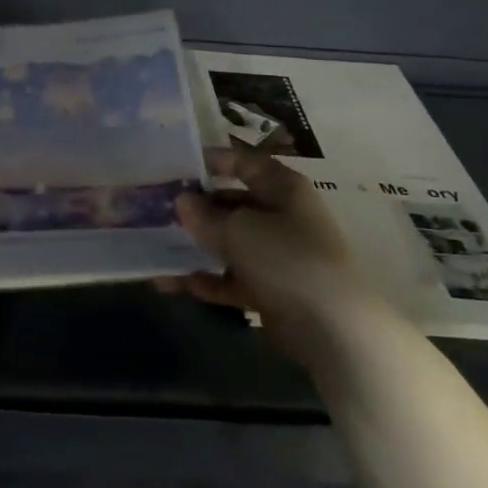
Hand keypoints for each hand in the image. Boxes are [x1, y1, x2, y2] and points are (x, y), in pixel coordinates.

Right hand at [168, 147, 374, 366]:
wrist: (331, 326)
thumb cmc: (285, 258)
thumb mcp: (237, 229)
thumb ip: (204, 215)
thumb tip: (182, 201)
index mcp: (282, 189)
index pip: (244, 163)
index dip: (212, 161)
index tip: (175, 166)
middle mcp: (282, 216)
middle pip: (232, 204)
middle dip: (196, 209)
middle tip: (156, 211)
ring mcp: (278, 255)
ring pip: (230, 244)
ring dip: (196, 247)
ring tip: (156, 251)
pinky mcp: (273, 289)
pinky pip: (233, 278)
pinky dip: (208, 279)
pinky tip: (176, 283)